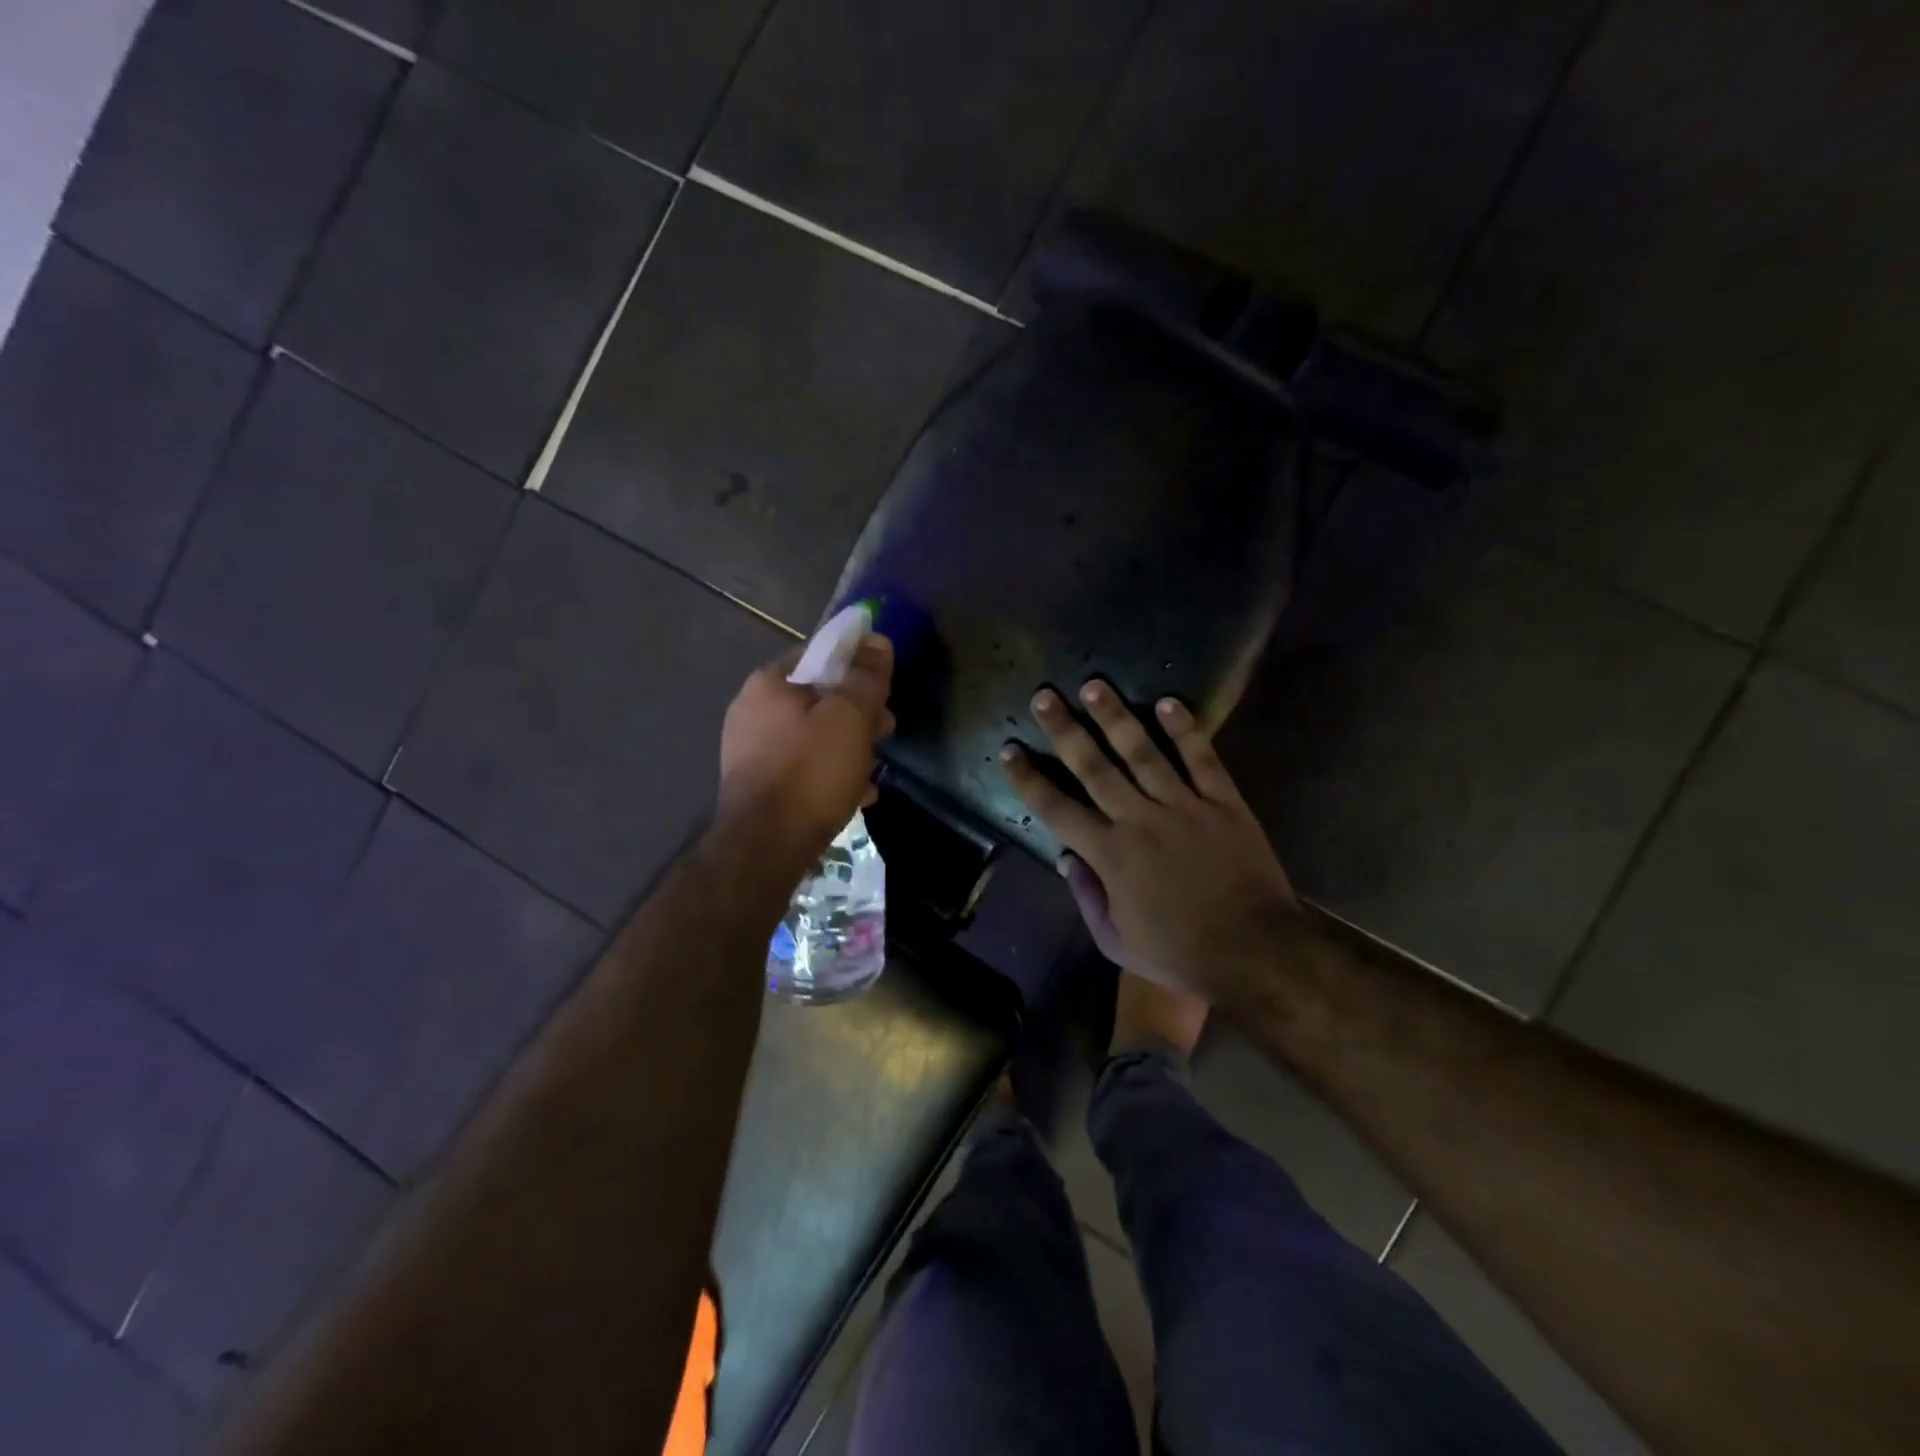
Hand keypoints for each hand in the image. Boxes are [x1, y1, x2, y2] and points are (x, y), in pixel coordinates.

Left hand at [718, 636, 894, 869]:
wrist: (766, 847)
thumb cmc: (811, 772)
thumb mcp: (849, 717)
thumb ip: (865, 676)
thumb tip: (877, 640)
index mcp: (768, 684)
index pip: (818, 654)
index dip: (856, 665)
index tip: (883, 688)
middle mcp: (752, 711)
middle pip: (816, 697)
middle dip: (857, 712)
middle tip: (885, 730)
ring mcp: (751, 752)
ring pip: (812, 736)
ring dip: (847, 746)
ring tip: (874, 768)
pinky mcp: (758, 787)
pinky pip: (802, 769)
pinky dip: (829, 774)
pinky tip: (856, 794)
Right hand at [1002, 681, 1295, 1001]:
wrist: (1255, 950)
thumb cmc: (1179, 952)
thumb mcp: (1116, 941)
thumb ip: (1086, 897)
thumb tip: (1065, 858)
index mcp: (1110, 854)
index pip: (1056, 808)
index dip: (1028, 779)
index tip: (1009, 750)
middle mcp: (1139, 819)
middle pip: (1094, 766)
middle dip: (1064, 729)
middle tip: (1045, 696)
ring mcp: (1184, 805)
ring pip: (1142, 751)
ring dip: (1115, 717)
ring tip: (1094, 686)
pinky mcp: (1223, 802)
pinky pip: (1201, 758)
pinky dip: (1184, 729)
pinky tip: (1166, 702)